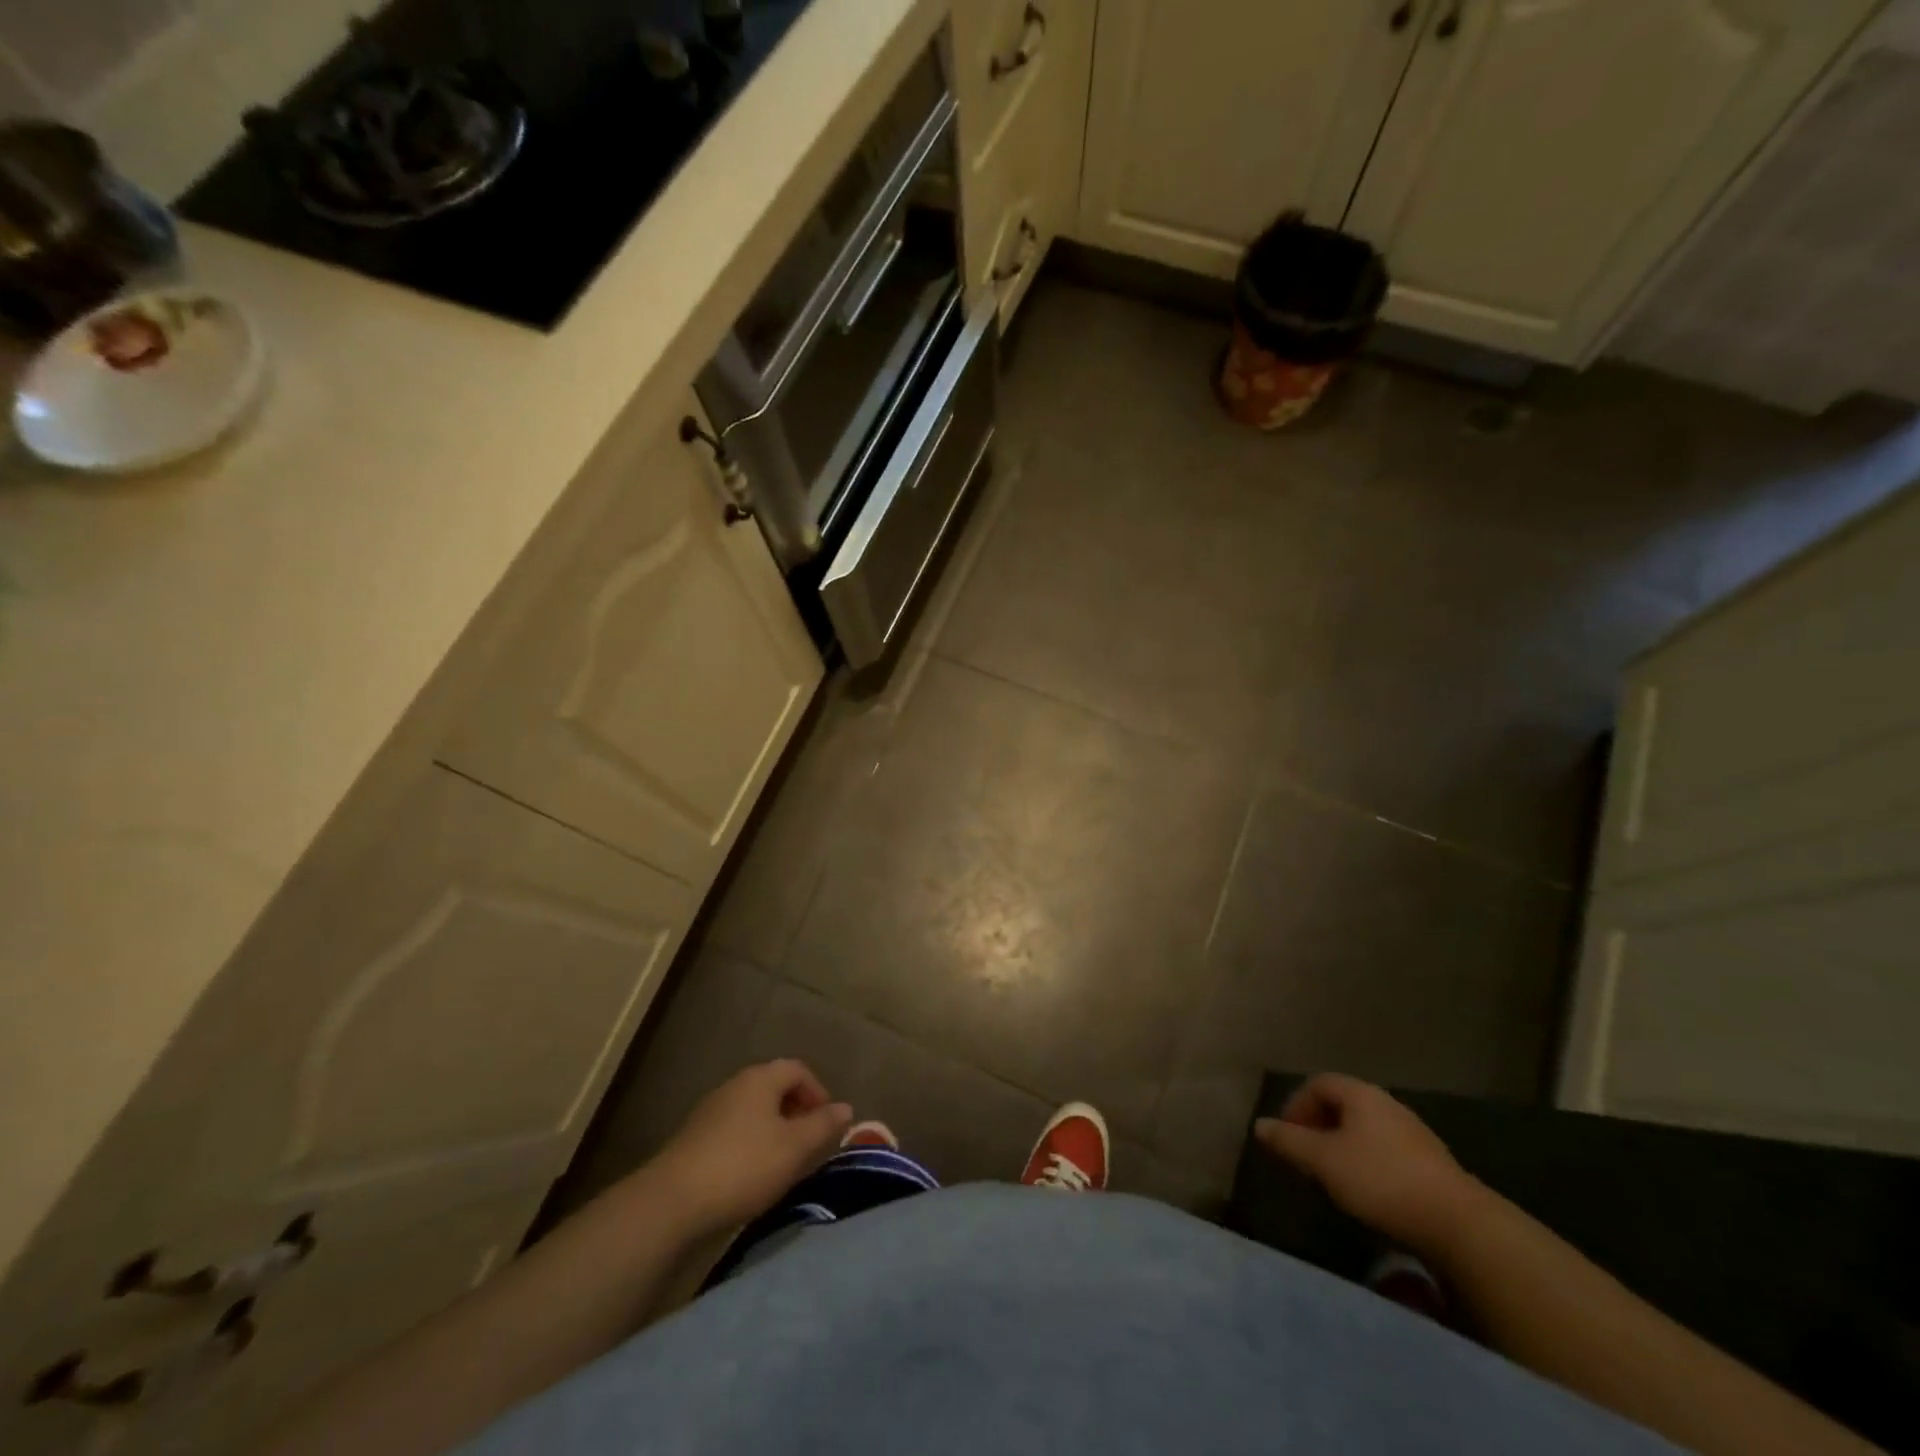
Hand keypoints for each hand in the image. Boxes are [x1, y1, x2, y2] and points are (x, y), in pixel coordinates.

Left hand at [648, 1060, 852, 1233]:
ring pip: (754, 1110)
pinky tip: (752, 1174)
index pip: (798, 1069)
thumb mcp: (794, 1147)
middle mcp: (735, 1084)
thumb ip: (823, 1125)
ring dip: (774, 1129)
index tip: (827, 1124)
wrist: (672, 1202)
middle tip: (809, 1144)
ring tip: (784, 1162)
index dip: (818, 1092)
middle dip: (797, 1112)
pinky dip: (751, 1143)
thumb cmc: (744, 1166)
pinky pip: (734, 1129)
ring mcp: (711, 1110)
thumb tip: (846, 1107)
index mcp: (761, 1078)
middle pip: (775, 1087)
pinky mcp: (695, 1137)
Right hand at [1254, 1073, 1479, 1253]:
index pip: (1318, 1083)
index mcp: (1360, 1094)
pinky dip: (1367, 1163)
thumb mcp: (1324, 1161)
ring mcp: (1413, 1133)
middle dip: (1317, 1126)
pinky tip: (1367, 1192)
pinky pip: (1386, 1151)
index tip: (1286, 1136)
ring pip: (1364, 1130)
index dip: (1296, 1105)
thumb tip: (1259, 1125)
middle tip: (1305, 1157)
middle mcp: (1387, 1104)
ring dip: (1342, 1146)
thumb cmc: (1381, 1180)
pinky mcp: (1431, 1163)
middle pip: (1342, 1105)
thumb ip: (1289, 1141)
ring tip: (1332, 1177)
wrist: (1459, 1224)